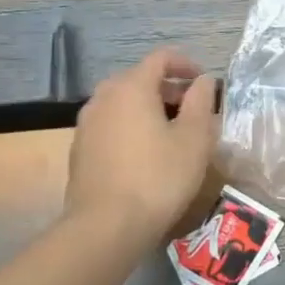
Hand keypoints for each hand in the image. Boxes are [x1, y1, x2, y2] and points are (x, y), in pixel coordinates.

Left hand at [67, 48, 219, 247]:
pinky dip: (130, 126)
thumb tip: (203, 80)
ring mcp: (86, 124)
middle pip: (139, 78)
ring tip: (171, 132)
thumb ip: (201, 101)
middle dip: (168, 87)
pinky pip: (110, 124)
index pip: (160, 58)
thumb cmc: (159, 177)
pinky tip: (145, 153)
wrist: (106, 227)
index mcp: (132, 87)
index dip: (186, 63)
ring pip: (122, 102)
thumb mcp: (194, 138)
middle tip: (192, 108)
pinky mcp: (79, 150)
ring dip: (148, 107)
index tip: (204, 82)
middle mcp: (104, 97)